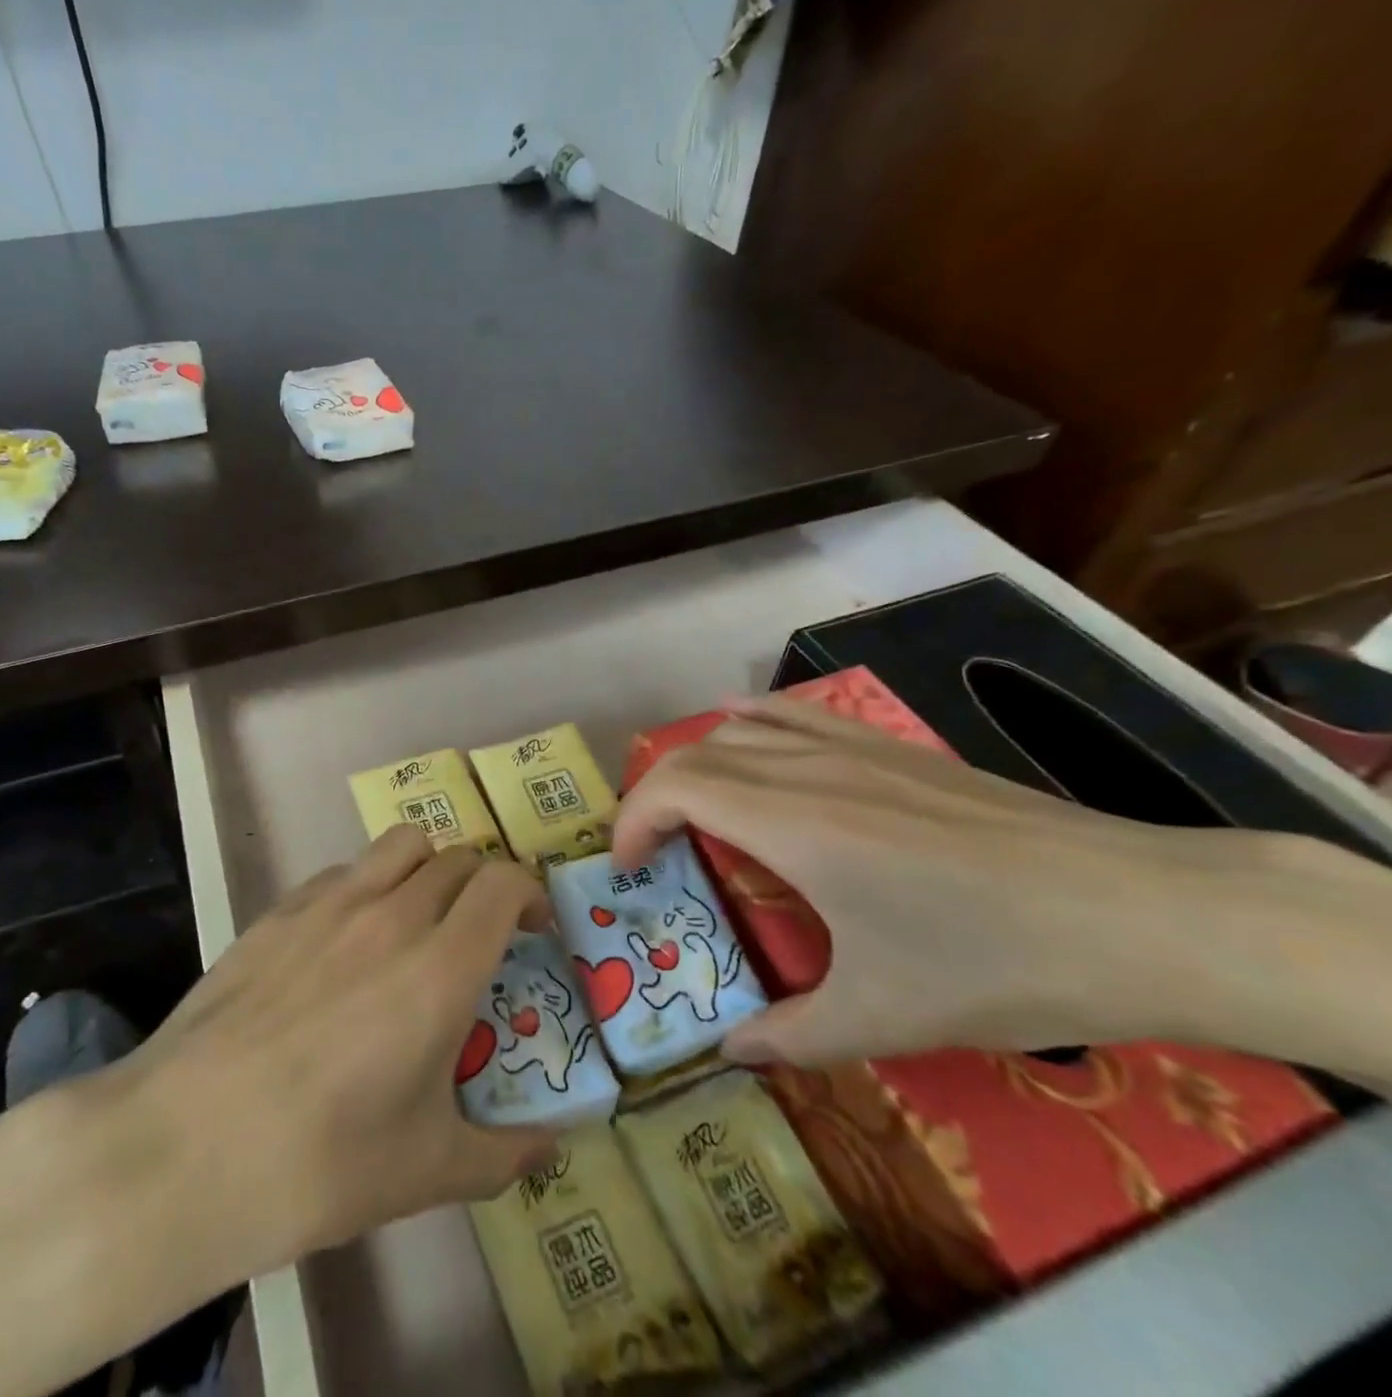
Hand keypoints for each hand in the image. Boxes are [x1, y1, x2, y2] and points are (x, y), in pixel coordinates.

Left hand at [90, 826, 558, 1281]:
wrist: (186, 1147)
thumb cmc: (321, 1162)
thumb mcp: (427, 1172)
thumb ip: (502, 1155)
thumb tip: (547, 1151)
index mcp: (440, 967)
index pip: (503, 883)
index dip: (527, 892)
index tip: (532, 926)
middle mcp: (391, 915)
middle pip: (457, 858)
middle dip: (483, 886)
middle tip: (479, 933)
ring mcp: (329, 904)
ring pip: (400, 845)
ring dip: (427, 868)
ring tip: (418, 919)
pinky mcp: (279, 910)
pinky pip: (343, 872)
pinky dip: (367, 886)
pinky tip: (346, 941)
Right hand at [613, 694, 1385, 1069]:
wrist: (1141, 914)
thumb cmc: (997, 962)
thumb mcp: (885, 1017)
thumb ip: (791, 1036)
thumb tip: (730, 1053)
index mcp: (791, 824)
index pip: (676, 788)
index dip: (634, 820)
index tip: (627, 867)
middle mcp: (808, 770)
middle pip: (697, 753)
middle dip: (654, 795)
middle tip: (652, 850)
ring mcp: (853, 750)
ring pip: (743, 728)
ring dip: (699, 761)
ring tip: (691, 806)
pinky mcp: (894, 748)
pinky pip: (798, 715)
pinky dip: (753, 721)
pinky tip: (747, 731)